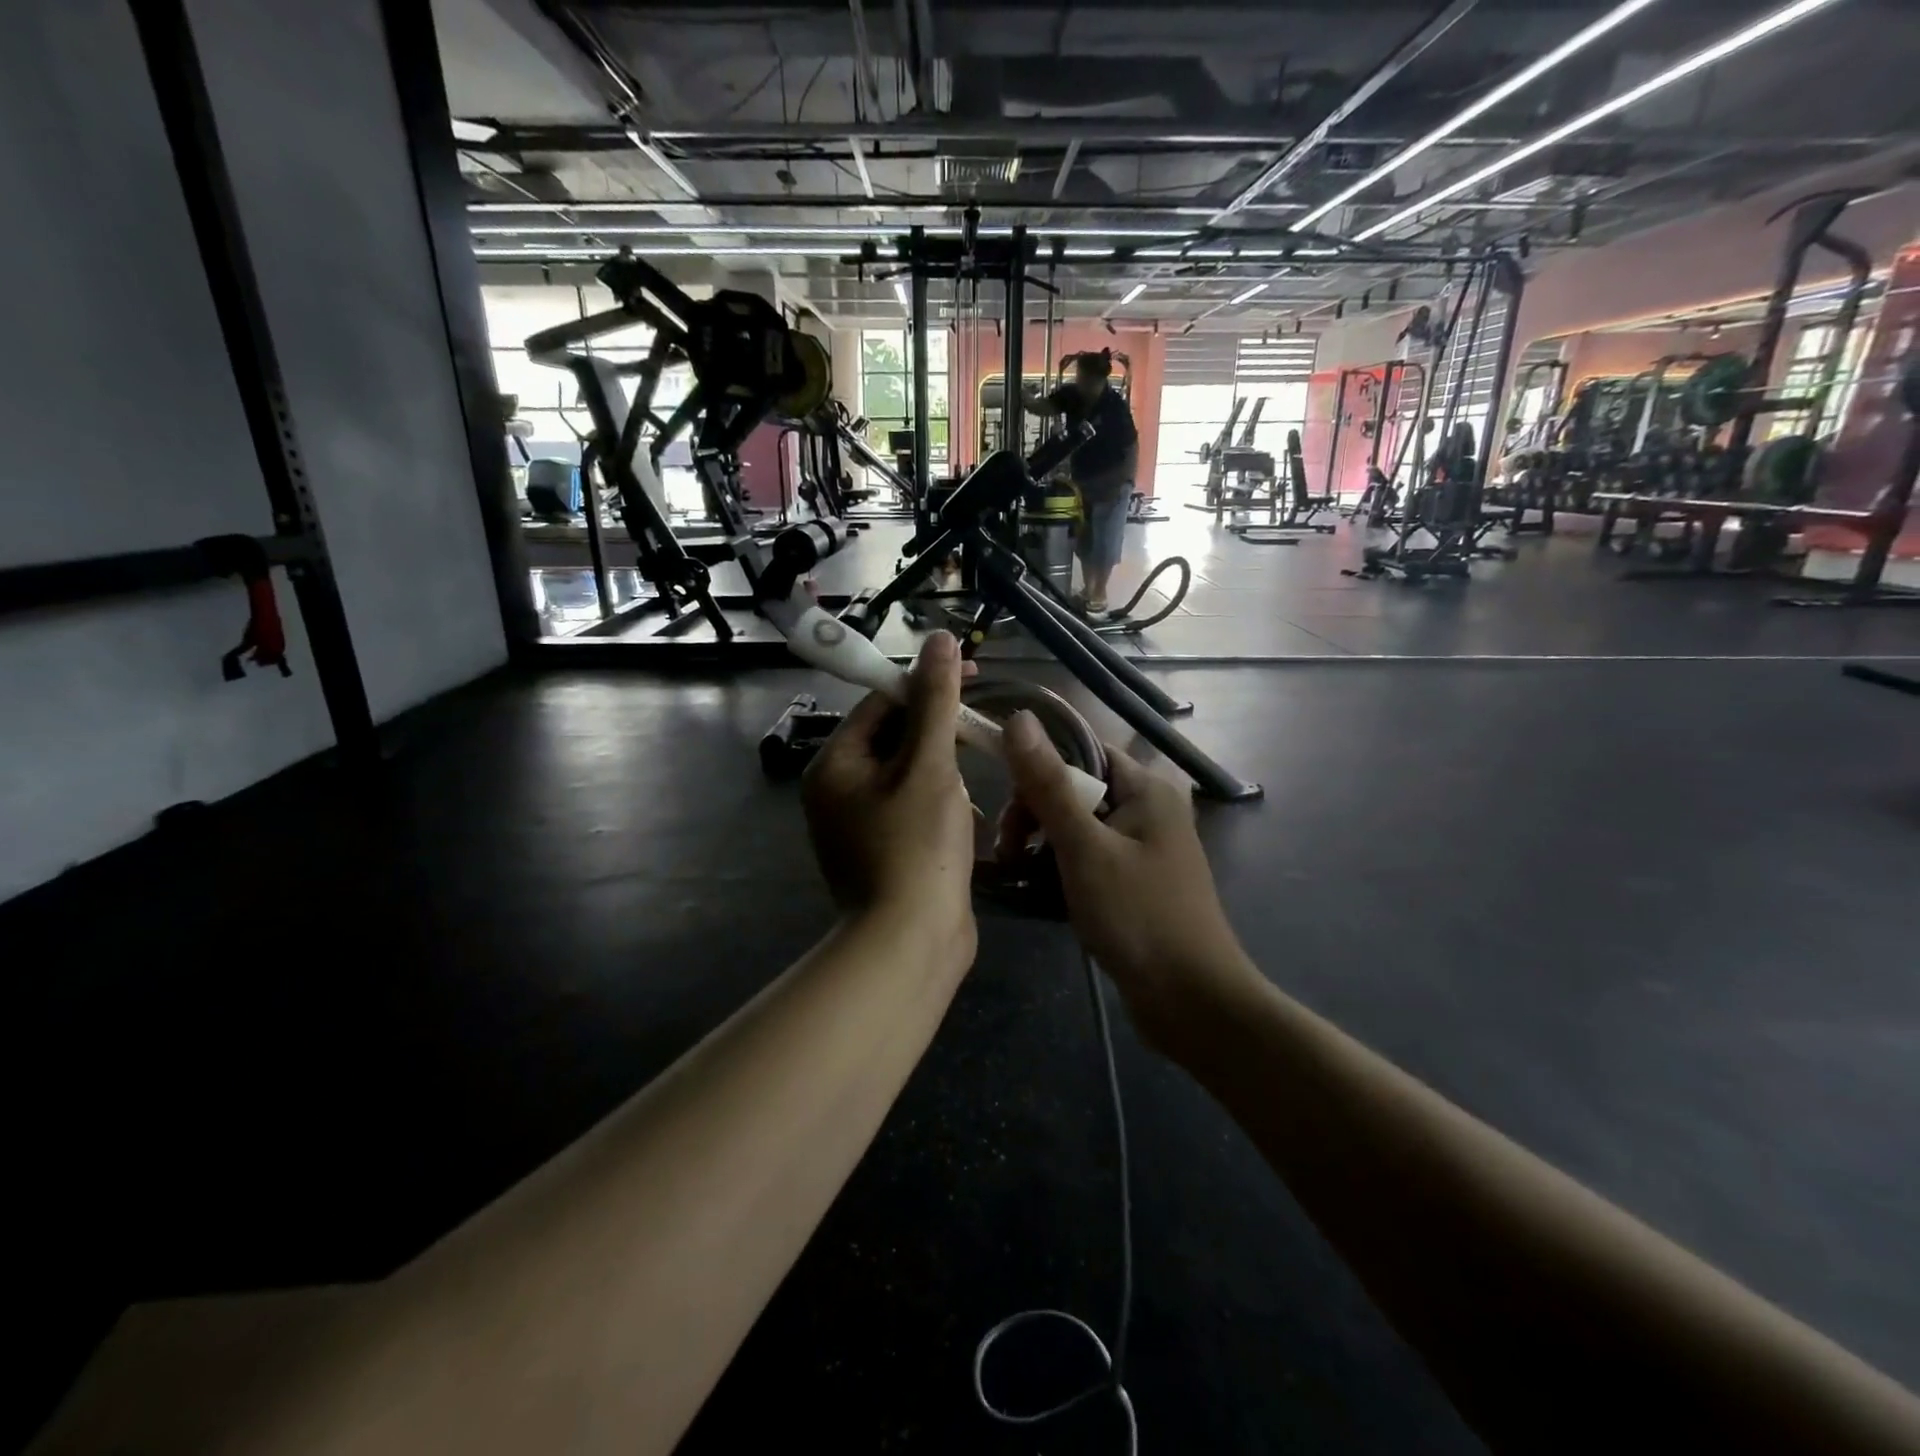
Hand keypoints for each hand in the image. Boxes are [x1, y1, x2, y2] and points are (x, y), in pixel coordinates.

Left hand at [802, 633, 976, 968]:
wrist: (911, 944)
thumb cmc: (917, 847)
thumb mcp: (929, 766)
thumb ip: (935, 702)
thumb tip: (939, 640)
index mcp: (836, 765)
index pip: (881, 702)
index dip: (927, 684)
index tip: (973, 676)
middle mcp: (838, 792)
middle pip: (894, 739)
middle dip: (941, 736)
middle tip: (981, 736)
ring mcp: (859, 826)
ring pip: (910, 776)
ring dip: (946, 776)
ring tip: (971, 793)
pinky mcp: (883, 852)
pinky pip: (914, 810)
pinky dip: (942, 809)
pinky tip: (968, 826)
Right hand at [994, 713, 1252, 1044]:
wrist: (1192, 1001)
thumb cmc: (1138, 916)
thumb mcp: (1084, 847)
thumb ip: (1049, 784)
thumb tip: (1019, 717)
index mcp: (1146, 788)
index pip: (1081, 751)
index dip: (1039, 768)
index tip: (1007, 802)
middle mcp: (1147, 809)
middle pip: (1075, 788)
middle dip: (1035, 813)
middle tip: (1008, 850)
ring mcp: (1142, 848)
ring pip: (1077, 826)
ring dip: (1042, 844)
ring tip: (1016, 873)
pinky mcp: (1134, 881)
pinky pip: (1087, 857)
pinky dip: (1060, 868)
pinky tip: (1036, 889)